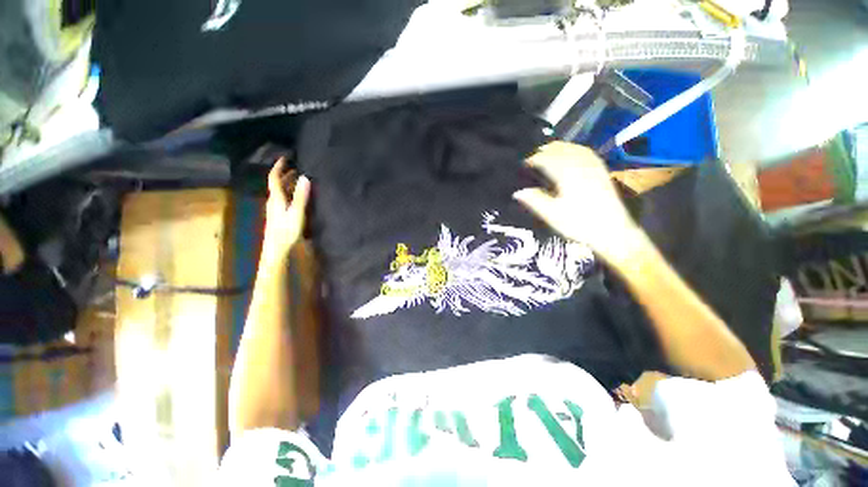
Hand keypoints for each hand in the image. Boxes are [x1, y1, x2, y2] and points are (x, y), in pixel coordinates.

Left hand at [262, 158, 310, 263]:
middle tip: (297, 166)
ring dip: (288, 182)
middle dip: (285, 173)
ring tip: (299, 178)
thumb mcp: (296, 213)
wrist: (276, 248)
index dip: (278, 167)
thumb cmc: (286, 231)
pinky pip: (283, 197)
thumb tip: (305, 178)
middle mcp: (273, 200)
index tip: (285, 157)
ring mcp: (275, 208)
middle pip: (276, 183)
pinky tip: (297, 195)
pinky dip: (289, 191)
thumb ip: (301, 196)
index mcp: (276, 198)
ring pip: (280, 190)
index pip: (274, 178)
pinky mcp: (278, 214)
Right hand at [513, 142, 638, 255]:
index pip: (547, 160)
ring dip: (561, 147)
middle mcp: (580, 167)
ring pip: (575, 149)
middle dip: (547, 150)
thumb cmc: (579, 224)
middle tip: (534, 155)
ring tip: (550, 149)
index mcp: (567, 176)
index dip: (535, 159)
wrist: (613, 232)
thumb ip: (535, 201)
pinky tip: (574, 152)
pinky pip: (588, 153)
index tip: (524, 163)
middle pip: (562, 151)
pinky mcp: (602, 173)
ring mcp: (593, 168)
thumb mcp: (553, 215)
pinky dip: (577, 149)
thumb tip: (517, 192)